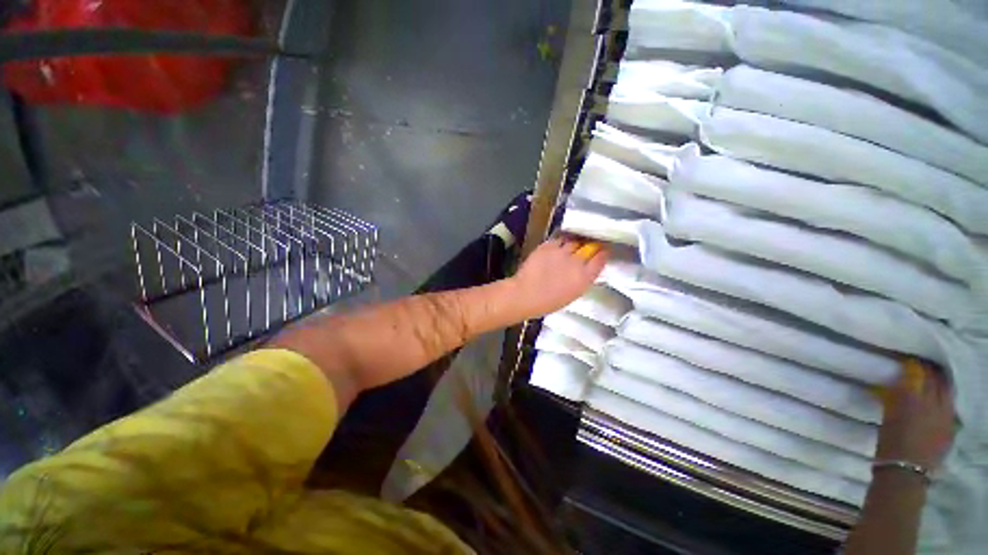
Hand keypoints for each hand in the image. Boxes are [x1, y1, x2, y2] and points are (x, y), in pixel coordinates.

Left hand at [510, 236, 607, 317]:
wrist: (525, 294)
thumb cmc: (548, 302)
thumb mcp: (572, 294)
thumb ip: (582, 279)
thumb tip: (586, 269)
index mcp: (584, 278)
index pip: (600, 259)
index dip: (603, 253)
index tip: (603, 251)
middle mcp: (576, 262)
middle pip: (589, 246)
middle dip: (590, 246)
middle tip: (588, 247)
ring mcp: (561, 252)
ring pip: (574, 241)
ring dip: (574, 244)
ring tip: (571, 247)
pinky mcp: (547, 246)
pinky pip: (558, 240)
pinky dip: (560, 243)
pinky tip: (557, 247)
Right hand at [875, 360, 955, 469]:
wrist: (905, 473)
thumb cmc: (889, 443)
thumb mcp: (888, 416)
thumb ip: (895, 397)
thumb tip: (898, 383)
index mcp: (913, 398)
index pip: (917, 373)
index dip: (914, 365)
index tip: (909, 359)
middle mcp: (933, 402)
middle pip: (935, 380)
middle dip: (930, 371)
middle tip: (922, 365)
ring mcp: (946, 415)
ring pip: (947, 391)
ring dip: (940, 382)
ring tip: (934, 378)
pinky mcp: (951, 426)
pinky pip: (951, 405)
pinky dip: (946, 398)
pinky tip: (942, 399)